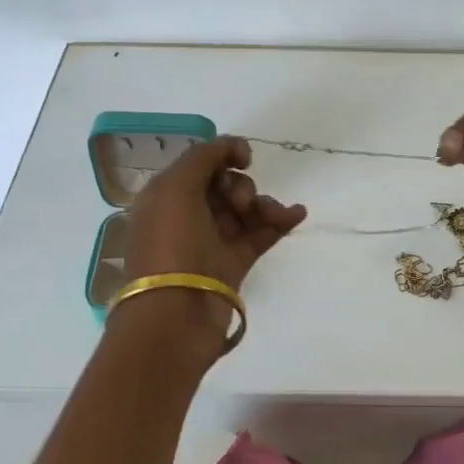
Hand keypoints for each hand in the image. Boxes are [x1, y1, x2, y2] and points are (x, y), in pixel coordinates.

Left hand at [116, 136, 305, 355]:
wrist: (176, 315)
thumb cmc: (172, 245)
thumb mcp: (176, 188)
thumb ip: (204, 157)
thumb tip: (232, 148)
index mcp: (166, 196)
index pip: (199, 165)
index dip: (223, 155)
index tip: (244, 159)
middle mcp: (186, 215)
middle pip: (224, 185)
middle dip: (241, 186)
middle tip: (240, 203)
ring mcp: (211, 240)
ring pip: (245, 209)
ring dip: (264, 204)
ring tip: (274, 214)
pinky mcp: (233, 263)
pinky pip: (260, 233)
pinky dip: (279, 221)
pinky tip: (297, 214)